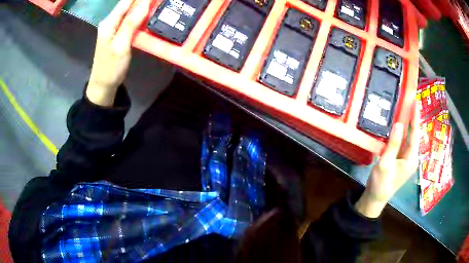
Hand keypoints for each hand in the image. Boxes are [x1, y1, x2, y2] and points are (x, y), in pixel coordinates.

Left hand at [86, 0, 150, 105]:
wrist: (103, 85)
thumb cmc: (111, 68)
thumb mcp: (121, 45)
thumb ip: (131, 23)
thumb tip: (145, 3)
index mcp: (109, 23)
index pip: (126, 1)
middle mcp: (110, 22)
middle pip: (128, 4)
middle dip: (142, 0)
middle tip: (157, 0)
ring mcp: (113, 27)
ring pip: (129, 11)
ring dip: (142, 5)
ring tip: (155, 3)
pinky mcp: (118, 33)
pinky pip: (130, 19)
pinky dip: (140, 14)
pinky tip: (148, 12)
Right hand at [355, 103, 419, 217]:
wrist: (376, 198)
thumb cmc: (381, 183)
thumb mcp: (385, 164)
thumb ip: (393, 145)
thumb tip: (399, 124)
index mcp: (411, 159)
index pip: (414, 135)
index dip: (415, 118)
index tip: (415, 102)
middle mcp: (411, 157)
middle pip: (413, 135)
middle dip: (413, 118)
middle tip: (410, 102)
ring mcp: (406, 158)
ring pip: (408, 138)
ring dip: (407, 124)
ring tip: (405, 109)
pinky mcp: (401, 159)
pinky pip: (403, 142)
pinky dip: (401, 132)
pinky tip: (398, 125)